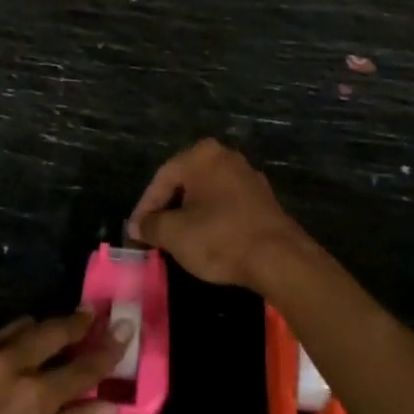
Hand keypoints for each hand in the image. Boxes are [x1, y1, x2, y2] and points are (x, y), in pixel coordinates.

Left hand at [0, 310, 129, 413]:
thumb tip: (106, 406)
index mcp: (33, 397)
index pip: (83, 366)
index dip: (107, 350)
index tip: (125, 331)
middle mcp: (8, 364)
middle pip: (54, 329)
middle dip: (78, 322)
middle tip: (95, 316)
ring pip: (21, 326)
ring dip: (44, 328)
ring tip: (58, 334)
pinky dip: (11, 341)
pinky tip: (13, 356)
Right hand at [127, 139, 309, 289]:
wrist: (278, 258)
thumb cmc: (219, 238)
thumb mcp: (173, 234)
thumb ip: (150, 225)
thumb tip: (138, 225)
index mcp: (201, 155)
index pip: (161, 179)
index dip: (144, 208)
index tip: (135, 233)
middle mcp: (226, 157)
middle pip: (185, 182)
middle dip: (167, 209)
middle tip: (153, 234)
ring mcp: (248, 176)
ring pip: (207, 194)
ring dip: (189, 215)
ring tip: (177, 240)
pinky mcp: (263, 199)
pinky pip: (226, 204)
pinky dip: (212, 219)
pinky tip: (207, 240)